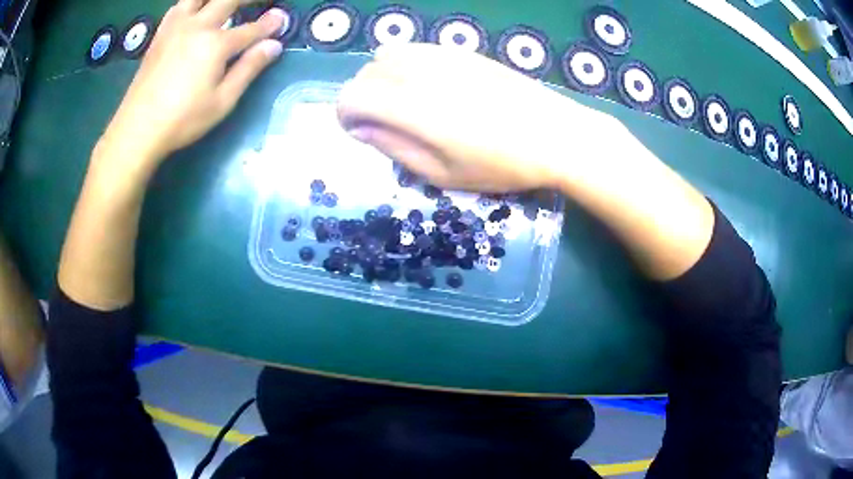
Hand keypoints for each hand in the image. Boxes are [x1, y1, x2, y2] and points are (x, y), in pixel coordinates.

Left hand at [99, 0, 285, 172]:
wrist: (137, 129)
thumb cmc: (182, 120)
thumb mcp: (222, 101)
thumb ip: (248, 69)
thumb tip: (273, 45)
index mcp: (215, 44)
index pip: (251, 29)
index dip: (270, 24)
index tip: (282, 18)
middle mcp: (197, 26)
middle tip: (263, 1)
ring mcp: (176, 27)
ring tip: (226, 3)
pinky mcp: (160, 35)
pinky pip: (179, 7)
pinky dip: (192, 3)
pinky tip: (195, 10)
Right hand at [336, 43, 616, 191]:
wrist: (555, 134)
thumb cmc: (501, 164)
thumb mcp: (442, 174)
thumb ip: (394, 148)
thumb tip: (362, 130)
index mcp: (411, 106)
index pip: (351, 96)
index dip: (345, 116)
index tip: (359, 133)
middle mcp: (419, 71)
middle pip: (366, 73)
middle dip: (363, 99)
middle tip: (385, 124)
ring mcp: (442, 55)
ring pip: (387, 55)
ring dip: (382, 79)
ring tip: (405, 104)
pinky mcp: (460, 50)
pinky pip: (415, 49)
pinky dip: (406, 66)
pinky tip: (430, 87)